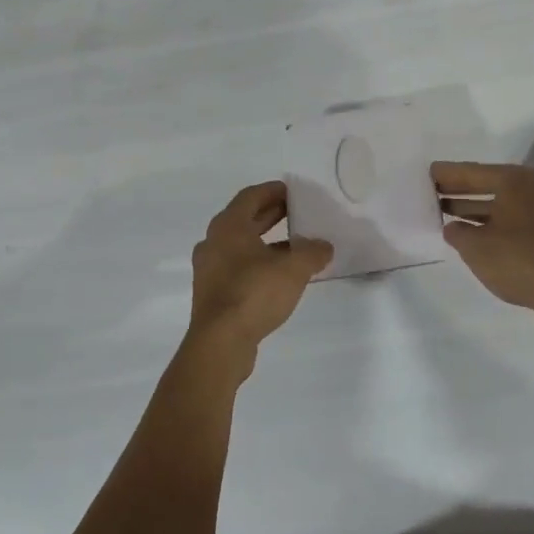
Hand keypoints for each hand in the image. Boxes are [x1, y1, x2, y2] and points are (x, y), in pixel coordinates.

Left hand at [187, 181, 332, 376]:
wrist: (220, 343)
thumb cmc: (254, 293)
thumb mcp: (293, 269)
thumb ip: (312, 252)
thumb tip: (323, 246)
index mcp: (228, 226)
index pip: (251, 196)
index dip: (273, 191)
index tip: (293, 192)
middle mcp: (214, 242)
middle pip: (244, 219)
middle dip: (271, 214)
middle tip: (297, 213)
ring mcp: (209, 269)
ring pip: (240, 245)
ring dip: (265, 242)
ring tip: (294, 247)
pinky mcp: (212, 293)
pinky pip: (237, 267)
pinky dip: (257, 263)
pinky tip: (279, 276)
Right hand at [433, 162, 533, 338]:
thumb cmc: (517, 259)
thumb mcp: (475, 247)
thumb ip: (458, 232)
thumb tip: (453, 227)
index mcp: (514, 181)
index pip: (473, 172)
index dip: (448, 174)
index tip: (430, 172)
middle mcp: (533, 188)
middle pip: (489, 185)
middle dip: (461, 191)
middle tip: (435, 192)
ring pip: (503, 204)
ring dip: (477, 209)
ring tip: (448, 214)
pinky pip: (516, 219)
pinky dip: (495, 223)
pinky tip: (476, 233)